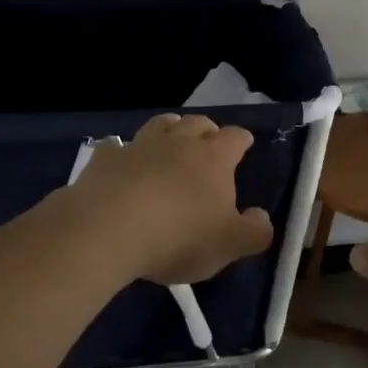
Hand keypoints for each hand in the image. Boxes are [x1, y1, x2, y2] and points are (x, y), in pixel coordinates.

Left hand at [66, 114, 273, 284]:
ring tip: (170, 143)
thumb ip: (254, 231)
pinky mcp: (105, 159)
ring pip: (160, 124)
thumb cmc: (178, 236)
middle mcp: (179, 141)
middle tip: (207, 145)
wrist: (107, 230)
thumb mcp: (229, 244)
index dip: (241, 140)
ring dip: (170, 129)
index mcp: (213, 158)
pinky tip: (122, 166)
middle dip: (206, 130)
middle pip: (198, 122)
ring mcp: (139, 146)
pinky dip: (124, 153)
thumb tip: (261, 217)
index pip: (235, 137)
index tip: (244, 145)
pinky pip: (117, 147)